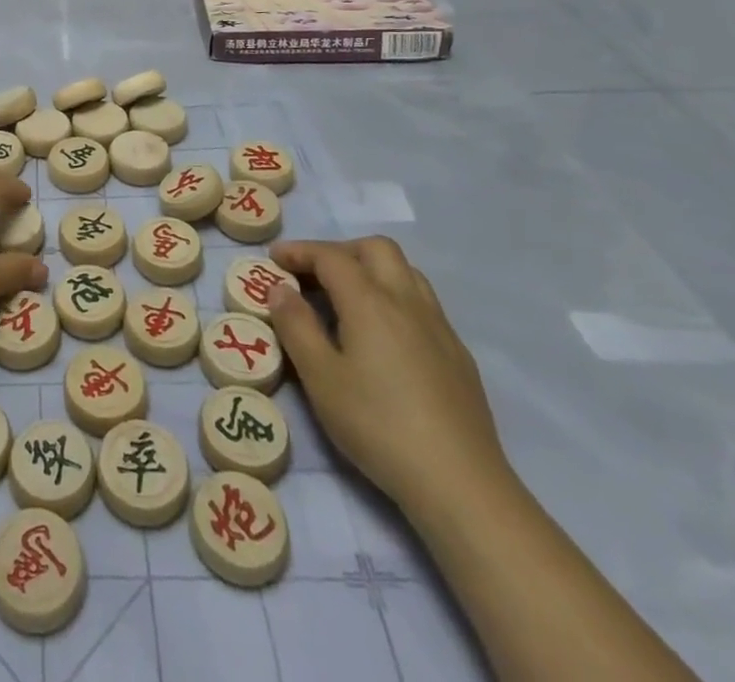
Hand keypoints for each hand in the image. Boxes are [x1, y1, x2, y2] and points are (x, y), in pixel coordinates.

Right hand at [265, 237, 511, 515]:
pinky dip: (394, 297)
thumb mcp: (320, 378)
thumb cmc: (378, 426)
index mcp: (370, 302)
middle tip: (312, 274)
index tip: (274, 259)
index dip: (299, 251)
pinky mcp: (457, 354)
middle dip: (340, 251)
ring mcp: (438, 327)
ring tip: (346, 298)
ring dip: (371, 269)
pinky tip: (383, 335)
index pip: (331, 256)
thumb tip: (279, 288)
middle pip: (376, 249)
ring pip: (405, 271)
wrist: (460, 484)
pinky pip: (422, 302)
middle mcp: (407, 301)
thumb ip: (296, 326)